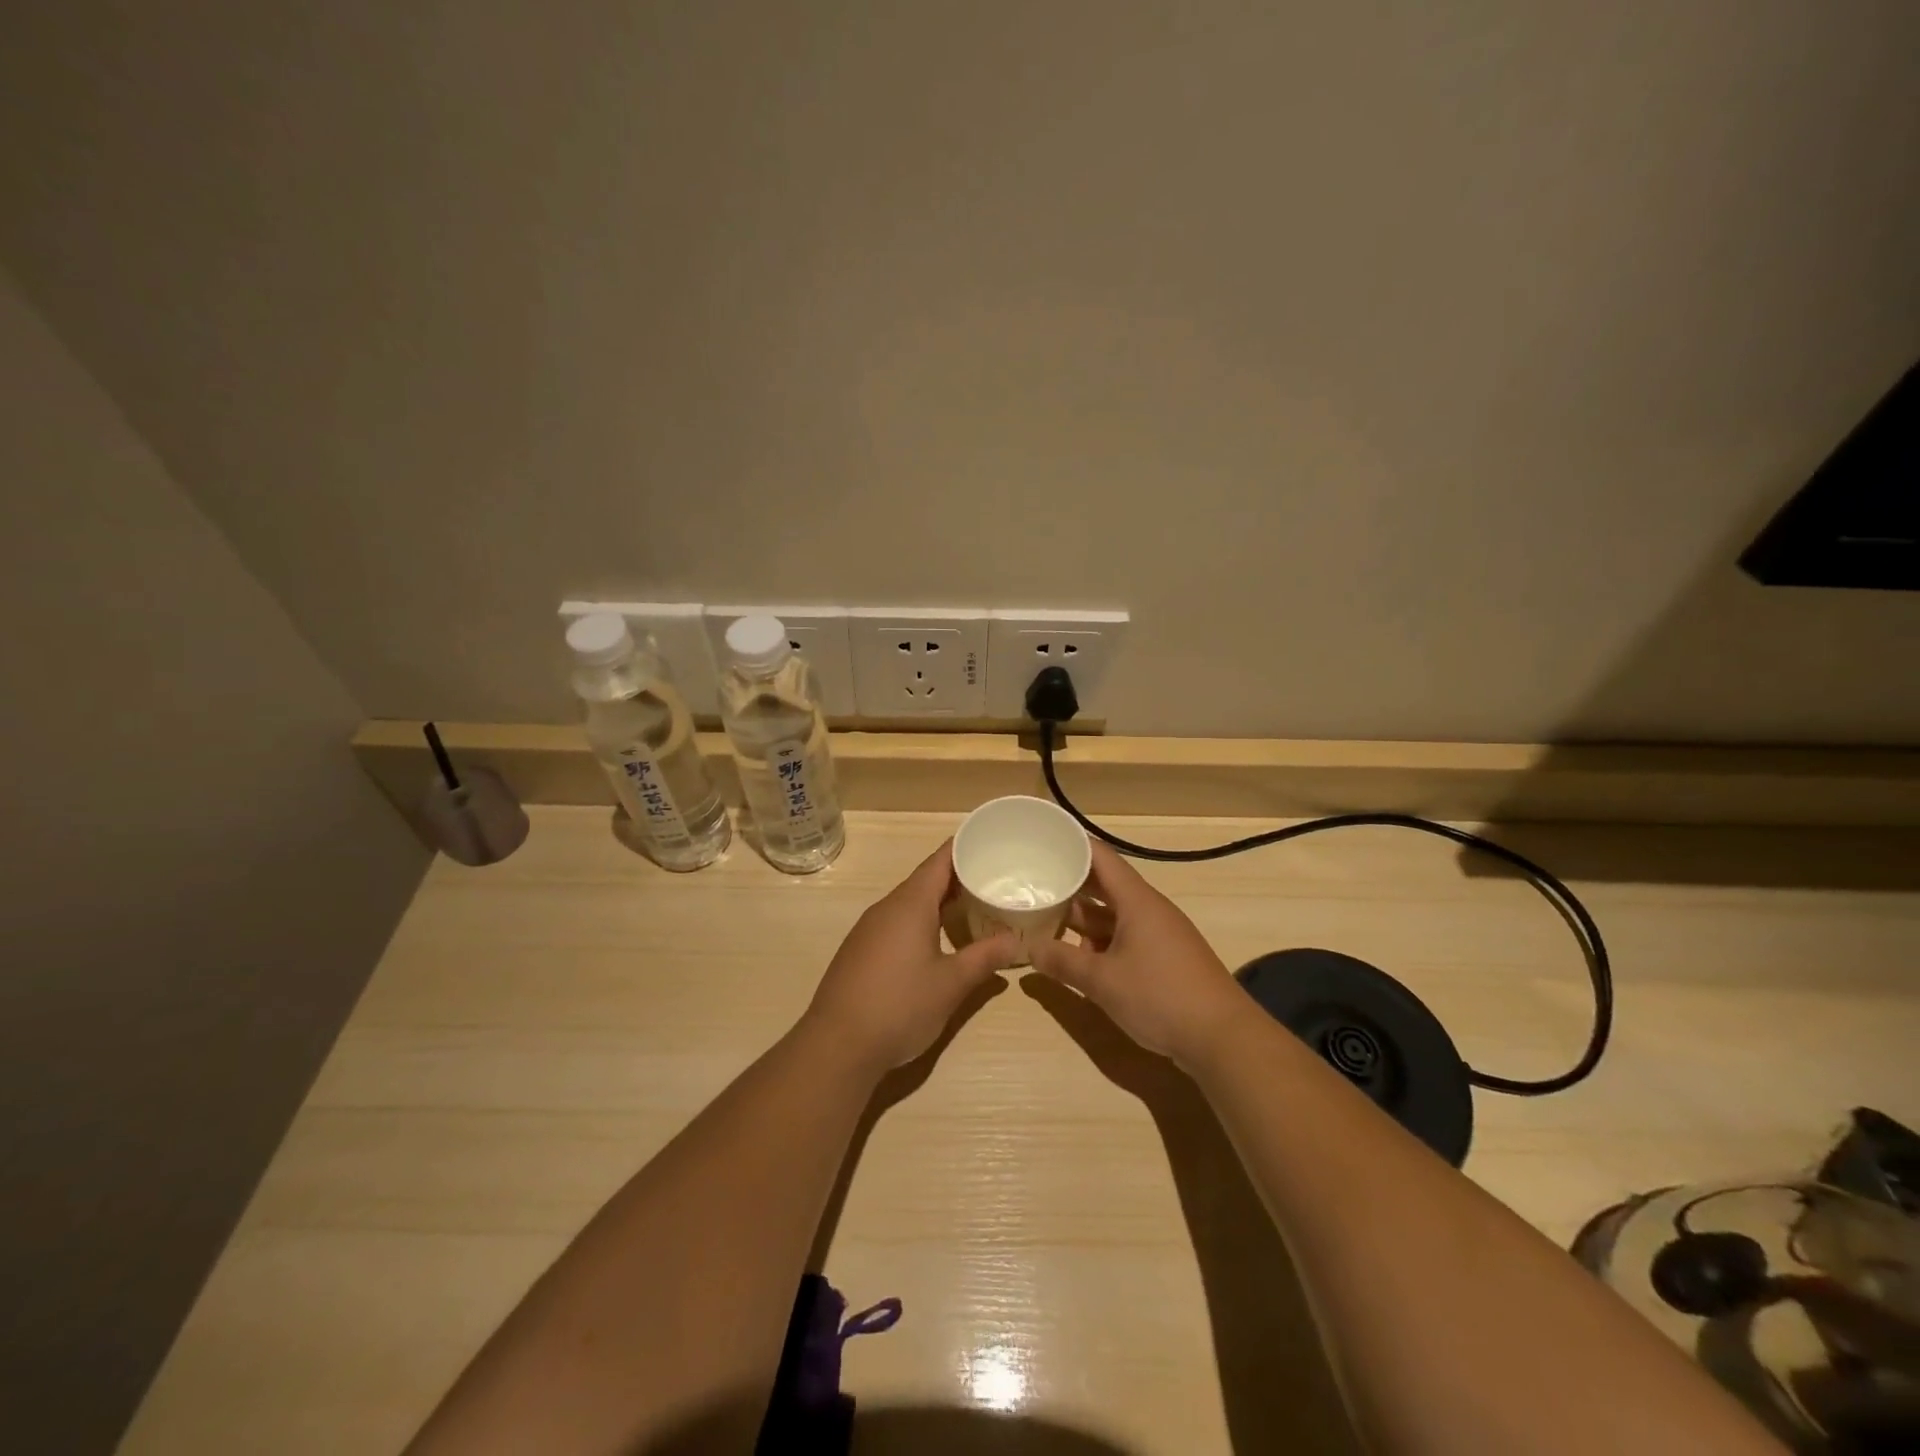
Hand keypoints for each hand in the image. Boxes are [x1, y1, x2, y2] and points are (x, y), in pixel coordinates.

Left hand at [804, 841, 1020, 1072]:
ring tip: (972, 908)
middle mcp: (886, 908)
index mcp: (910, 904)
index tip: (989, 841)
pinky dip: (921, 921)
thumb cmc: (900, 1006)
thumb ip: (984, 958)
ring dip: (939, 901)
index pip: (940, 861)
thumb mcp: (951, 984)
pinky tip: (936, 940)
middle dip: (957, 877)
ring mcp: (869, 929)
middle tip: (993, 878)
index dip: (964, 848)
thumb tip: (1014, 941)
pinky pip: (896, 922)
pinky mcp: (860, 951)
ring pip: (909, 903)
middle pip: (925, 880)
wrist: (837, 1045)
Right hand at [1028, 839, 1249, 1067]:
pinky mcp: (1164, 959)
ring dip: (1082, 919)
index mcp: (1136, 901)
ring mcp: (1159, 935)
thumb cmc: (1160, 996)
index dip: (1072, 845)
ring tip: (1044, 920)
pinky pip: (1124, 938)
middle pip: (1104, 885)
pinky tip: (1077, 957)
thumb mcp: (1102, 981)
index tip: (1042, 841)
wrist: (1223, 1038)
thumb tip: (1030, 949)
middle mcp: (1148, 910)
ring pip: (1113, 915)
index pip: (1100, 857)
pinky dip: (1099, 942)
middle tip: (1032, 882)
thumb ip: (1063, 962)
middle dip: (1070, 885)